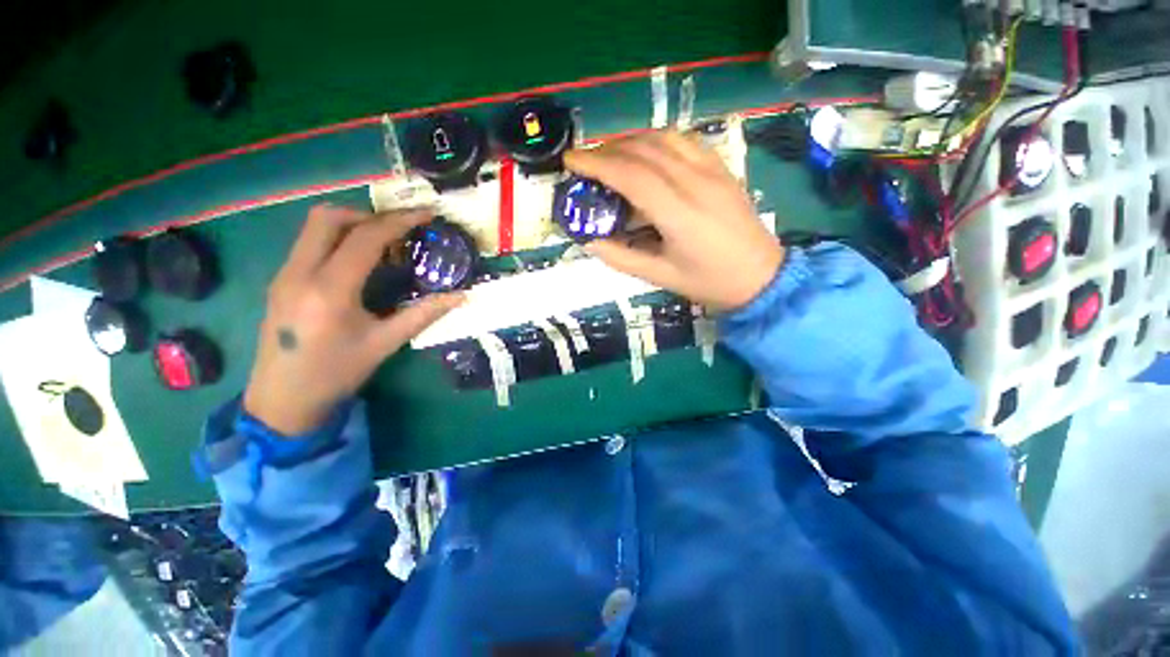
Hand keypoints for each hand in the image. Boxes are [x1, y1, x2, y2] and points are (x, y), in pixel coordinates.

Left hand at [243, 205, 463, 436]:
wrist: (281, 400)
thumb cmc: (337, 373)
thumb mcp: (385, 344)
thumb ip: (423, 315)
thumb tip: (461, 297)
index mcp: (329, 291)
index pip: (365, 238)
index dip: (399, 221)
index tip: (425, 214)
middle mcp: (299, 273)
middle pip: (328, 217)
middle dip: (369, 215)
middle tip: (399, 231)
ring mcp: (283, 274)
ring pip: (314, 227)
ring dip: (351, 225)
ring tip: (383, 245)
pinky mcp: (280, 281)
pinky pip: (309, 244)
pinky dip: (337, 240)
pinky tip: (358, 264)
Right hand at [565, 131, 783, 311]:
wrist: (762, 277)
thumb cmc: (709, 282)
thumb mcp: (660, 277)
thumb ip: (621, 257)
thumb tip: (588, 241)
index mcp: (678, 214)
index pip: (630, 175)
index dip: (596, 163)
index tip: (571, 161)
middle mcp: (695, 183)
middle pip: (643, 150)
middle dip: (607, 149)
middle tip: (585, 162)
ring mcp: (712, 171)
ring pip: (664, 138)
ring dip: (630, 140)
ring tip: (610, 155)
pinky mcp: (722, 168)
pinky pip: (685, 141)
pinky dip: (657, 139)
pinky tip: (646, 152)